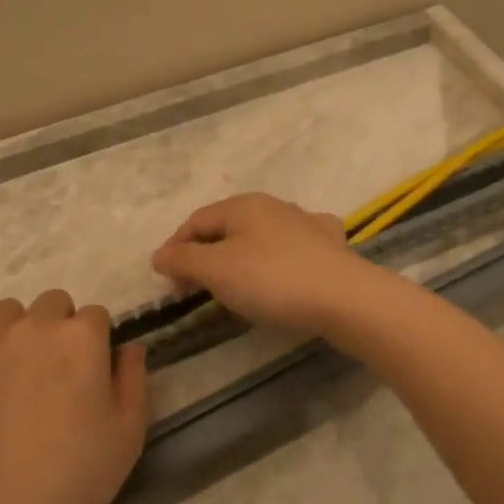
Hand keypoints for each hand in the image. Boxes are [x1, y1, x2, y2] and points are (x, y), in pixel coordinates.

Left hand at [0, 291, 146, 503]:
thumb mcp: (130, 431)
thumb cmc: (77, 478)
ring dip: (17, 332)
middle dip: (58, 327)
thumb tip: (127, 347)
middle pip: (51, 303)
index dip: (96, 342)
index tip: (92, 373)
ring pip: (5, 314)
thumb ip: (133, 377)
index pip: (95, 314)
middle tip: (56, 373)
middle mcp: (32, 328)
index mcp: (80, 337)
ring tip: (16, 376)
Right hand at [151, 193, 374, 335]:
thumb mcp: (217, 270)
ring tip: (232, 285)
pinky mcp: (330, 246)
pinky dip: (276, 260)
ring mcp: (306, 223)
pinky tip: (281, 271)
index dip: (175, 248)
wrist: (344, 297)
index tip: (165, 280)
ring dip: (239, 257)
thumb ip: (184, 260)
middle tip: (192, 287)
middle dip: (205, 254)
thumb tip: (159, 254)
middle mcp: (274, 206)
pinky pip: (292, 248)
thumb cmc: (272, 280)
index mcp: (243, 205)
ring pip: (260, 236)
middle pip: (227, 228)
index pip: (197, 221)